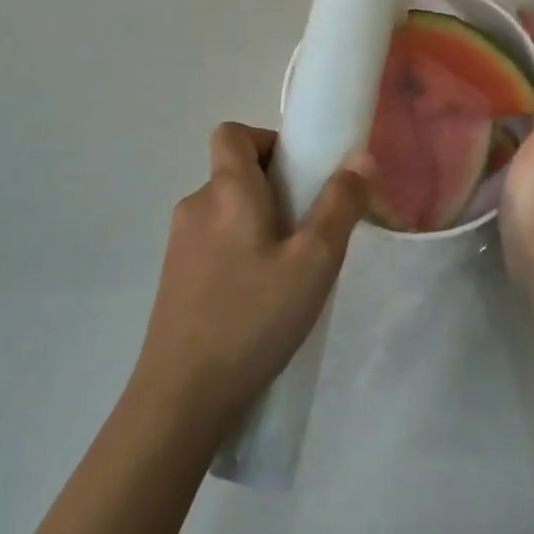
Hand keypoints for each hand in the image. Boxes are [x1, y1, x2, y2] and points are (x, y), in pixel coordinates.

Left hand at [133, 123, 370, 430]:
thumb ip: (340, 205)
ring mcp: (179, 245)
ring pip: (224, 211)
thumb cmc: (252, 318)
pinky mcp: (173, 279)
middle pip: (234, 172)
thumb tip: (360, 157)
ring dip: (256, 224)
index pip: (232, 133)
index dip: (265, 140)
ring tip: (286, 269)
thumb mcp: (313, 262)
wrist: (180, 400)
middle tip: (305, 230)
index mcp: (226, 190)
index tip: (297, 174)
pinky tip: (256, 299)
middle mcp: (196, 206)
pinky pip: (211, 243)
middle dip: (272, 189)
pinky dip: (237, 252)